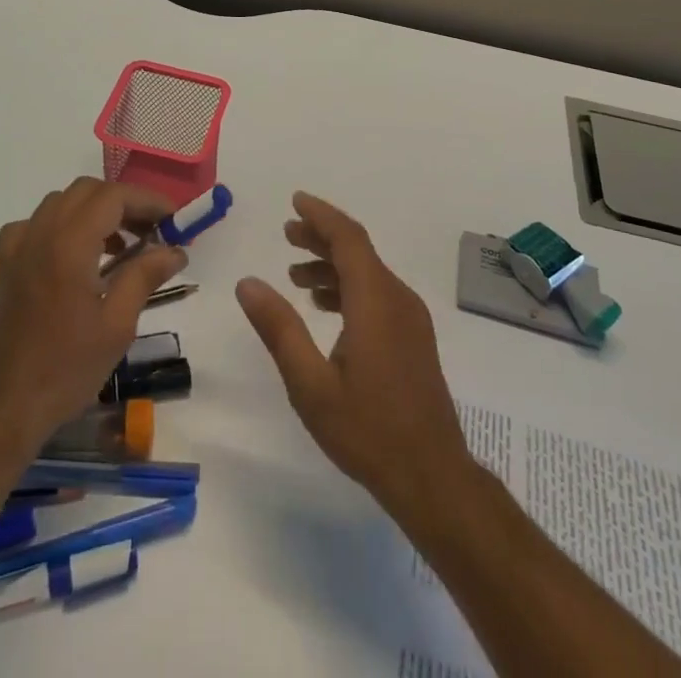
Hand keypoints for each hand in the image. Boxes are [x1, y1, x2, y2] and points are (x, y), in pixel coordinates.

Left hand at [0, 177, 186, 459]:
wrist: (0, 409)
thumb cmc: (64, 370)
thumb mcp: (116, 326)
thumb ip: (145, 276)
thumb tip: (176, 249)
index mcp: (68, 244)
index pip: (114, 196)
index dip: (148, 200)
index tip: (175, 220)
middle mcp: (40, 233)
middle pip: (88, 191)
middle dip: (124, 203)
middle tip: (153, 232)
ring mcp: (18, 246)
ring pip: (63, 202)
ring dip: (96, 210)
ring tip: (123, 246)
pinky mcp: (6, 264)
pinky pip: (39, 223)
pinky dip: (65, 224)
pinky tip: (78, 256)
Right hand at [236, 192, 470, 519]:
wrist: (433, 478)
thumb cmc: (367, 430)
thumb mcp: (310, 384)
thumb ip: (279, 328)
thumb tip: (247, 282)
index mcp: (375, 299)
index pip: (348, 238)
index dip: (320, 215)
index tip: (294, 202)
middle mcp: (397, 298)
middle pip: (358, 250)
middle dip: (321, 236)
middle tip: (286, 234)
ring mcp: (410, 318)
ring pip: (368, 272)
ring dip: (332, 265)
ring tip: (295, 275)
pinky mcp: (414, 338)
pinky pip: (378, 293)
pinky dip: (349, 287)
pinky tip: (325, 307)